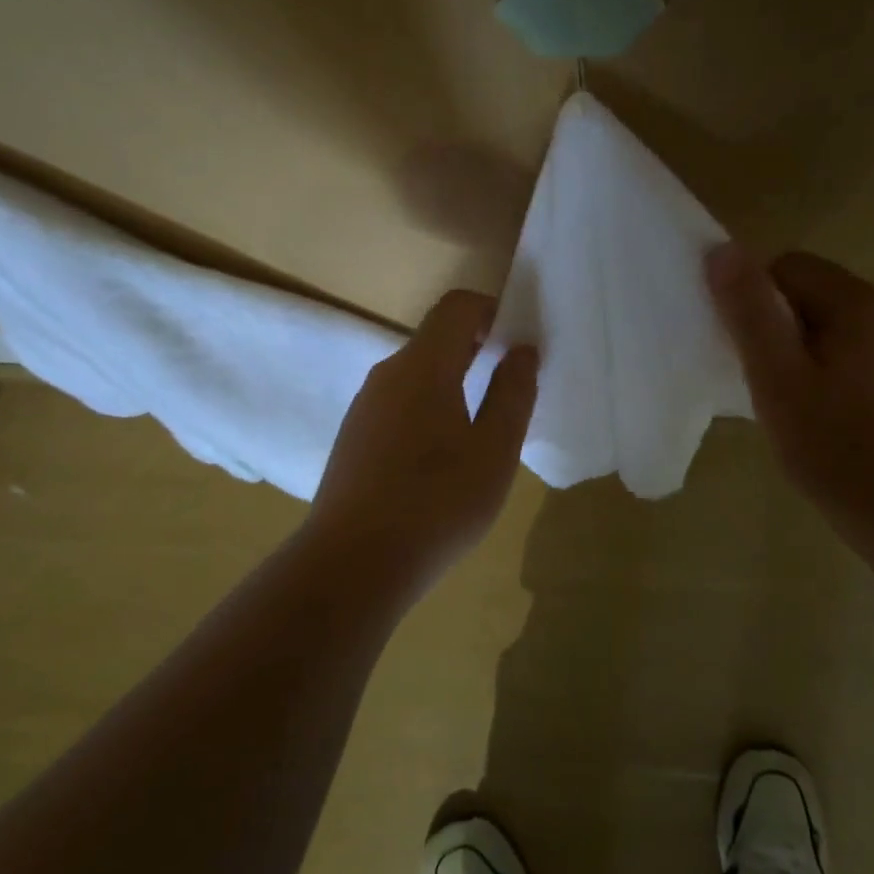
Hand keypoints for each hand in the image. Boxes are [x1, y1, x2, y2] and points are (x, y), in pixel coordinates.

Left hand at [307, 290, 538, 589]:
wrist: (351, 566)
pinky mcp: (353, 438)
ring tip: (481, 429)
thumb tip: (522, 350)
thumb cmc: (436, 503)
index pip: (457, 307)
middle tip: (510, 385)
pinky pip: (399, 403)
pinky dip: (429, 408)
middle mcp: (387, 374)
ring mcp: (364, 407)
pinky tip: (441, 459)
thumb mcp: (494, 451)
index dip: (491, 310)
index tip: (517, 340)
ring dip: (453, 382)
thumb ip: (512, 393)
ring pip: (416, 374)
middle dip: (477, 348)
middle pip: (436, 339)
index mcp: (423, 366)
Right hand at [705, 245, 873, 526]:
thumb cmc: (834, 445)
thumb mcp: (776, 377)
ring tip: (796, 403)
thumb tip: (721, 251)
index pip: (788, 268)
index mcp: (864, 302)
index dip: (757, 304)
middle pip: (814, 294)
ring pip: (835, 325)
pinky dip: (834, 371)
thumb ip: (749, 311)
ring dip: (806, 351)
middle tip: (770, 383)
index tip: (750, 354)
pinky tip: (829, 415)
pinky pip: (859, 352)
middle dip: (782, 329)